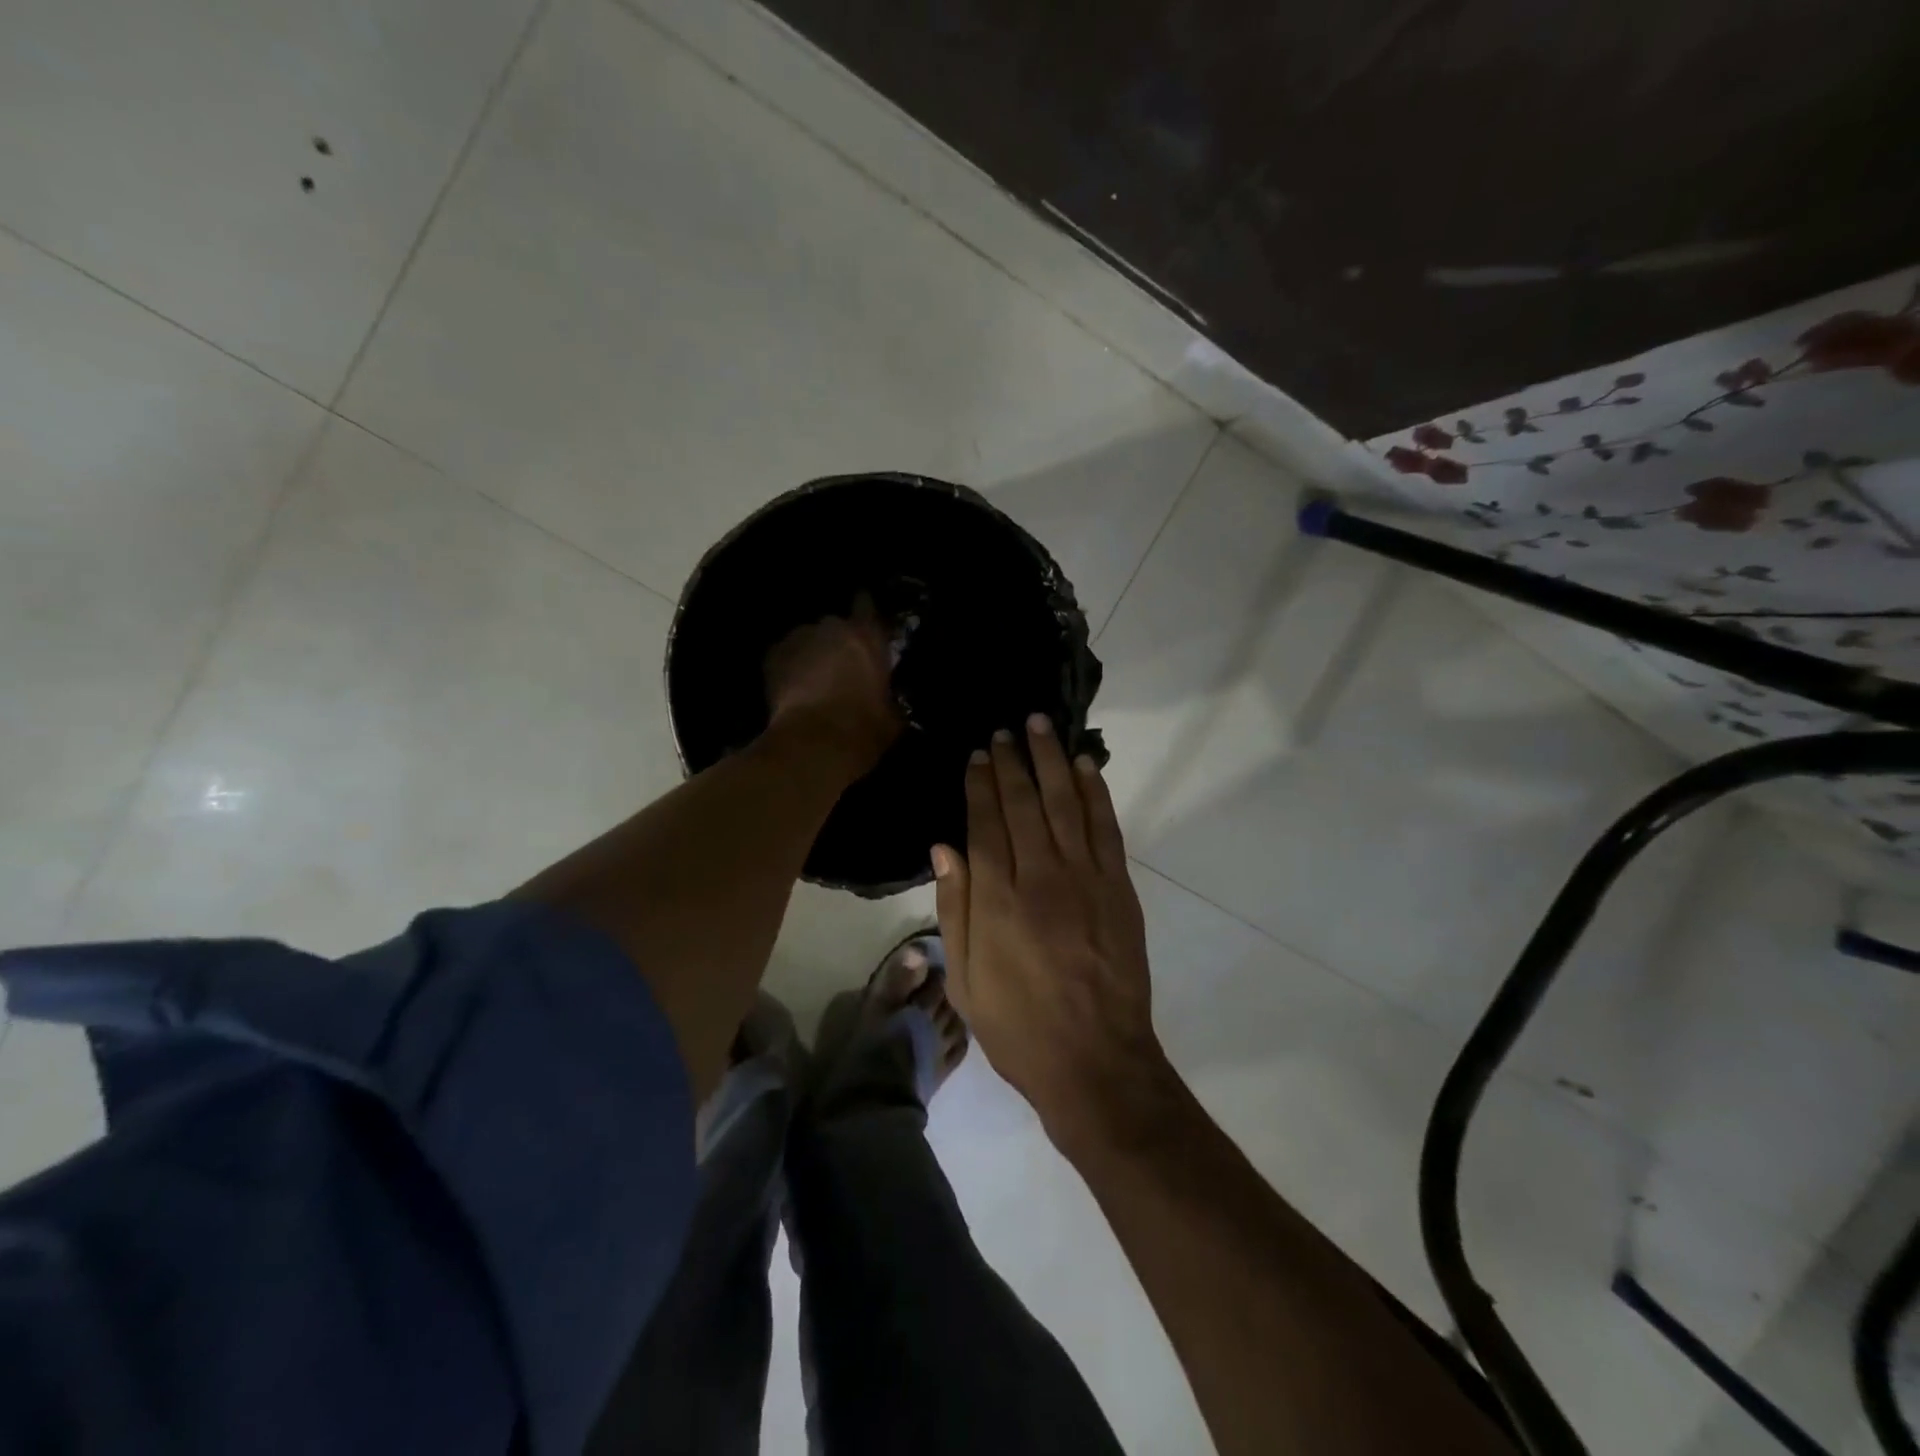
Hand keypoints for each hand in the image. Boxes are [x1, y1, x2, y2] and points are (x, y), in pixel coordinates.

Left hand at [764, 594, 902, 773]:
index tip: (863, 621)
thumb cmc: (863, 730)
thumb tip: (888, 704)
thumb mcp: (892, 718)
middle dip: (836, 642)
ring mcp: (798, 639)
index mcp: (867, 637)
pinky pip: (784, 657)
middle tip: (840, 666)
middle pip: (834, 626)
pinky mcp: (772, 657)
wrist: (813, 744)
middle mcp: (832, 627)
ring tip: (812, 681)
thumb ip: (889, 698)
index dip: (864, 612)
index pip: (866, 605)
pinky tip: (791, 690)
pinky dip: (788, 668)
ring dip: (811, 655)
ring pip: (806, 640)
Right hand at [932, 715, 1173, 1151]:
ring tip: (1042, 726)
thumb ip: (954, 908)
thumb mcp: (964, 980)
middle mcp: (1041, 876)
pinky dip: (1096, 793)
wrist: (1095, 1063)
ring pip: (1066, 803)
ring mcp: (1086, 879)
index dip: (980, 784)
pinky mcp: (1119, 889)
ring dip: (1053, 760)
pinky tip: (1086, 766)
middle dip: (1013, 761)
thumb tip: (943, 847)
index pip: (986, 823)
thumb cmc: (1017, 1027)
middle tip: (1006, 729)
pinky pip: (1106, 828)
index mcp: (998, 900)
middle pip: (1024, 803)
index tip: (978, 754)